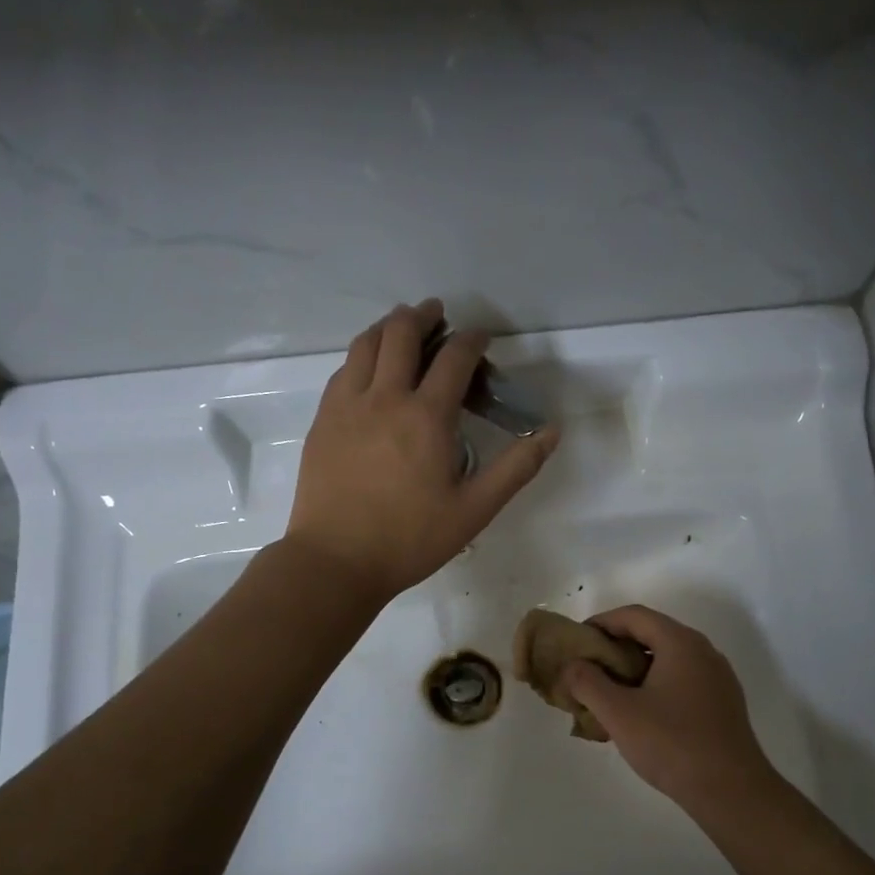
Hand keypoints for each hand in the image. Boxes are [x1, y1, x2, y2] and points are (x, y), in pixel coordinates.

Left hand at [285, 300, 559, 600]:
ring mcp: (346, 406)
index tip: (482, 339)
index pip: (454, 357)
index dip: (473, 340)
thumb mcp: (474, 510)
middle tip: (438, 314)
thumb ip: (516, 468)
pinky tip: (368, 368)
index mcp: (426, 417)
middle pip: (402, 333)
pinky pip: (343, 370)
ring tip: (402, 326)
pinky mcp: (323, 421)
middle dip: (424, 316)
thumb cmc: (410, 539)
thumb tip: (552, 431)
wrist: (336, 560)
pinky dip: (362, 355)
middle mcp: (384, 398)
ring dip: (388, 327)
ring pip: (366, 344)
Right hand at [560, 605, 780, 807]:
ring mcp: (717, 677)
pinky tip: (641, 713)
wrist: (732, 792)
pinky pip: (682, 679)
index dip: (601, 622)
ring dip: (635, 667)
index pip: (634, 615)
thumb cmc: (672, 744)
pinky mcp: (723, 702)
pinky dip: (655, 684)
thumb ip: (588, 683)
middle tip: (589, 668)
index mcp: (680, 643)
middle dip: (617, 646)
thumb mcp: (618, 713)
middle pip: (653, 633)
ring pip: (668, 658)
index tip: (577, 641)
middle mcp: (703, 651)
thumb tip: (573, 666)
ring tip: (609, 692)